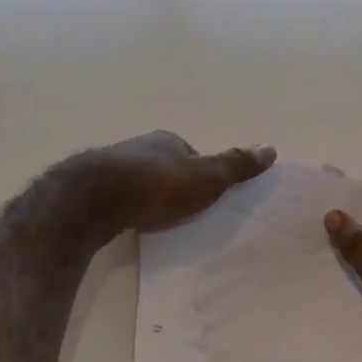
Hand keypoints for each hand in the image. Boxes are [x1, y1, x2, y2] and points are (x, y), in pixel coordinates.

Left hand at [86, 131, 275, 234]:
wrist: (94, 199)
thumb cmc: (157, 185)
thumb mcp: (206, 177)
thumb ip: (235, 166)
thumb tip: (271, 147)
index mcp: (167, 140)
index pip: (190, 154)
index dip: (200, 172)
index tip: (205, 195)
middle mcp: (138, 146)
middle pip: (163, 165)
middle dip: (172, 183)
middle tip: (181, 210)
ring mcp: (111, 165)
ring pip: (137, 179)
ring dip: (146, 195)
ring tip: (155, 220)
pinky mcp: (90, 187)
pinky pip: (116, 196)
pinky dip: (125, 206)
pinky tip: (128, 222)